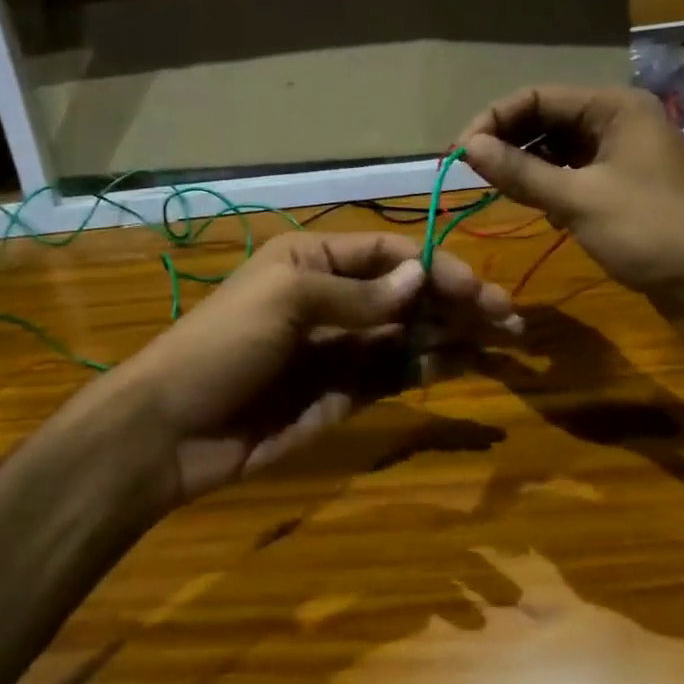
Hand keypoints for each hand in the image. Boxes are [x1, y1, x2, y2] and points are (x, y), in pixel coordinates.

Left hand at [114, 230, 520, 500]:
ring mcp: (339, 349)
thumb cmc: (223, 345)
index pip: (387, 253)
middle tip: (509, 317)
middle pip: (406, 293)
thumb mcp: (285, 301)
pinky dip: (429, 366)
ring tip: (505, 339)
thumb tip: (420, 276)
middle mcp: (331, 299)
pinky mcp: (343, 394)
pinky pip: (394, 373)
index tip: (475, 289)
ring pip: (408, 334)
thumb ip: (356, 294)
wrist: (173, 430)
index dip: (433, 266)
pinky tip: (465, 363)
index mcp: (311, 261)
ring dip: (453, 333)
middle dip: (456, 301)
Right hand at [454, 84, 683, 302]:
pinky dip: (547, 186)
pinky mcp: (621, 189)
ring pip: (556, 150)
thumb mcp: (579, 199)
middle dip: (507, 142)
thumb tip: (467, 148)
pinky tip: (531, 205)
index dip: (493, 121)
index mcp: (613, 107)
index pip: (536, 97)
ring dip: (525, 166)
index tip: (458, 154)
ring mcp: (621, 156)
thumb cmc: (652, 231)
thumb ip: (520, 172)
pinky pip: (571, 175)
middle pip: (545, 120)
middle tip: (470, 173)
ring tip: (494, 188)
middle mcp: (617, 122)